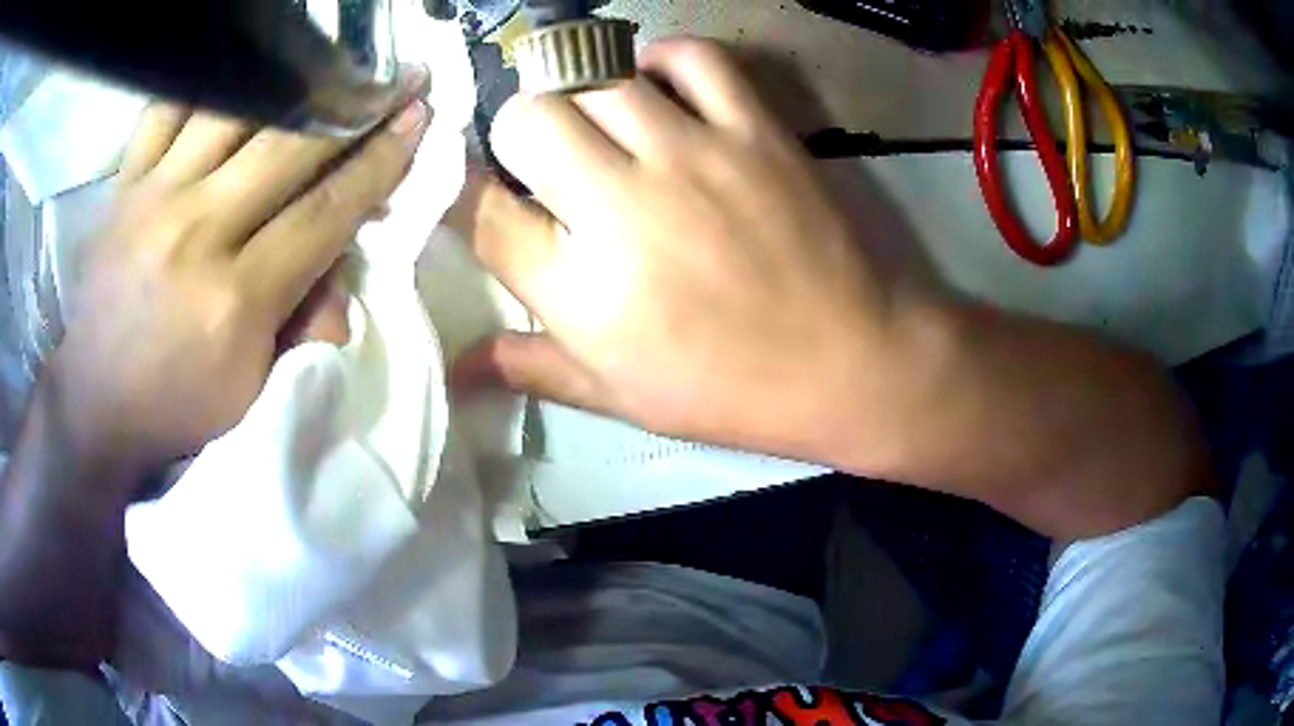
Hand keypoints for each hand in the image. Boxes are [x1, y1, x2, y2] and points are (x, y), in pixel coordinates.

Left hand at [51, 73, 429, 477]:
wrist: (95, 402)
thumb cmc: (176, 405)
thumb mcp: (249, 390)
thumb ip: (300, 326)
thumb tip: (346, 285)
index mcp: (235, 300)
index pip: (325, 212)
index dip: (379, 160)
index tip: (418, 118)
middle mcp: (196, 234)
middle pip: (290, 148)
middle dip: (358, 105)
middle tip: (401, 74)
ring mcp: (153, 199)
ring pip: (235, 111)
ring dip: (296, 81)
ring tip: (332, 62)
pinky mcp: (124, 185)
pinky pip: (168, 109)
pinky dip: (207, 83)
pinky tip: (242, 72)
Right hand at [456, 39, 933, 464]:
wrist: (849, 362)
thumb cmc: (730, 391)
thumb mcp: (622, 398)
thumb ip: (532, 367)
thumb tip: (458, 367)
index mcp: (581, 292)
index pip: (484, 214)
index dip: (471, 196)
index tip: (490, 195)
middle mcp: (622, 208)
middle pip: (526, 120)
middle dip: (519, 134)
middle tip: (546, 158)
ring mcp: (692, 156)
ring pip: (594, 78)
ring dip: (580, 95)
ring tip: (599, 124)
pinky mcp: (752, 129)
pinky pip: (692, 57)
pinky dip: (662, 60)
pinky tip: (657, 87)